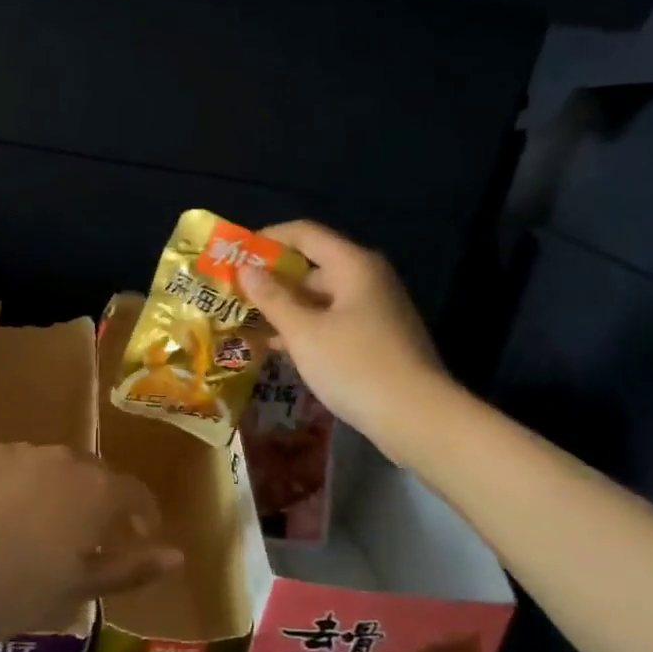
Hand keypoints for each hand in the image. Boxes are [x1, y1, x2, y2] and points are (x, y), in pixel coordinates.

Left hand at [0, 443, 180, 646]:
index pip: (134, 493)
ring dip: (51, 492)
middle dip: (94, 503)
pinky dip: (11, 486)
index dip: (141, 515)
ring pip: (48, 468)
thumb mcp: (78, 590)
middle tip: (82, 539)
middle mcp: (63, 458)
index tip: (137, 536)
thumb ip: (131, 568)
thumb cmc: (14, 589)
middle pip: (91, 475)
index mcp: (96, 490)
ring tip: (31, 529)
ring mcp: (19, 450)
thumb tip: (176, 555)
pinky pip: (9, 466)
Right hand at [237, 220, 448, 463]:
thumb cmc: (355, 366)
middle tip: (235, 294)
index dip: (268, 239)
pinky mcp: (377, 338)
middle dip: (272, 279)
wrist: (418, 418)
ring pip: (321, 298)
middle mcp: (368, 279)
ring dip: (286, 307)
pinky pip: (333, 321)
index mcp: (353, 265)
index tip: (235, 254)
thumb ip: (272, 298)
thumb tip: (246, 269)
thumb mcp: (304, 332)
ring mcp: (376, 310)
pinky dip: (306, 328)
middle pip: (312, 266)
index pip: (304, 233)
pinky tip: (278, 348)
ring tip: (247, 322)